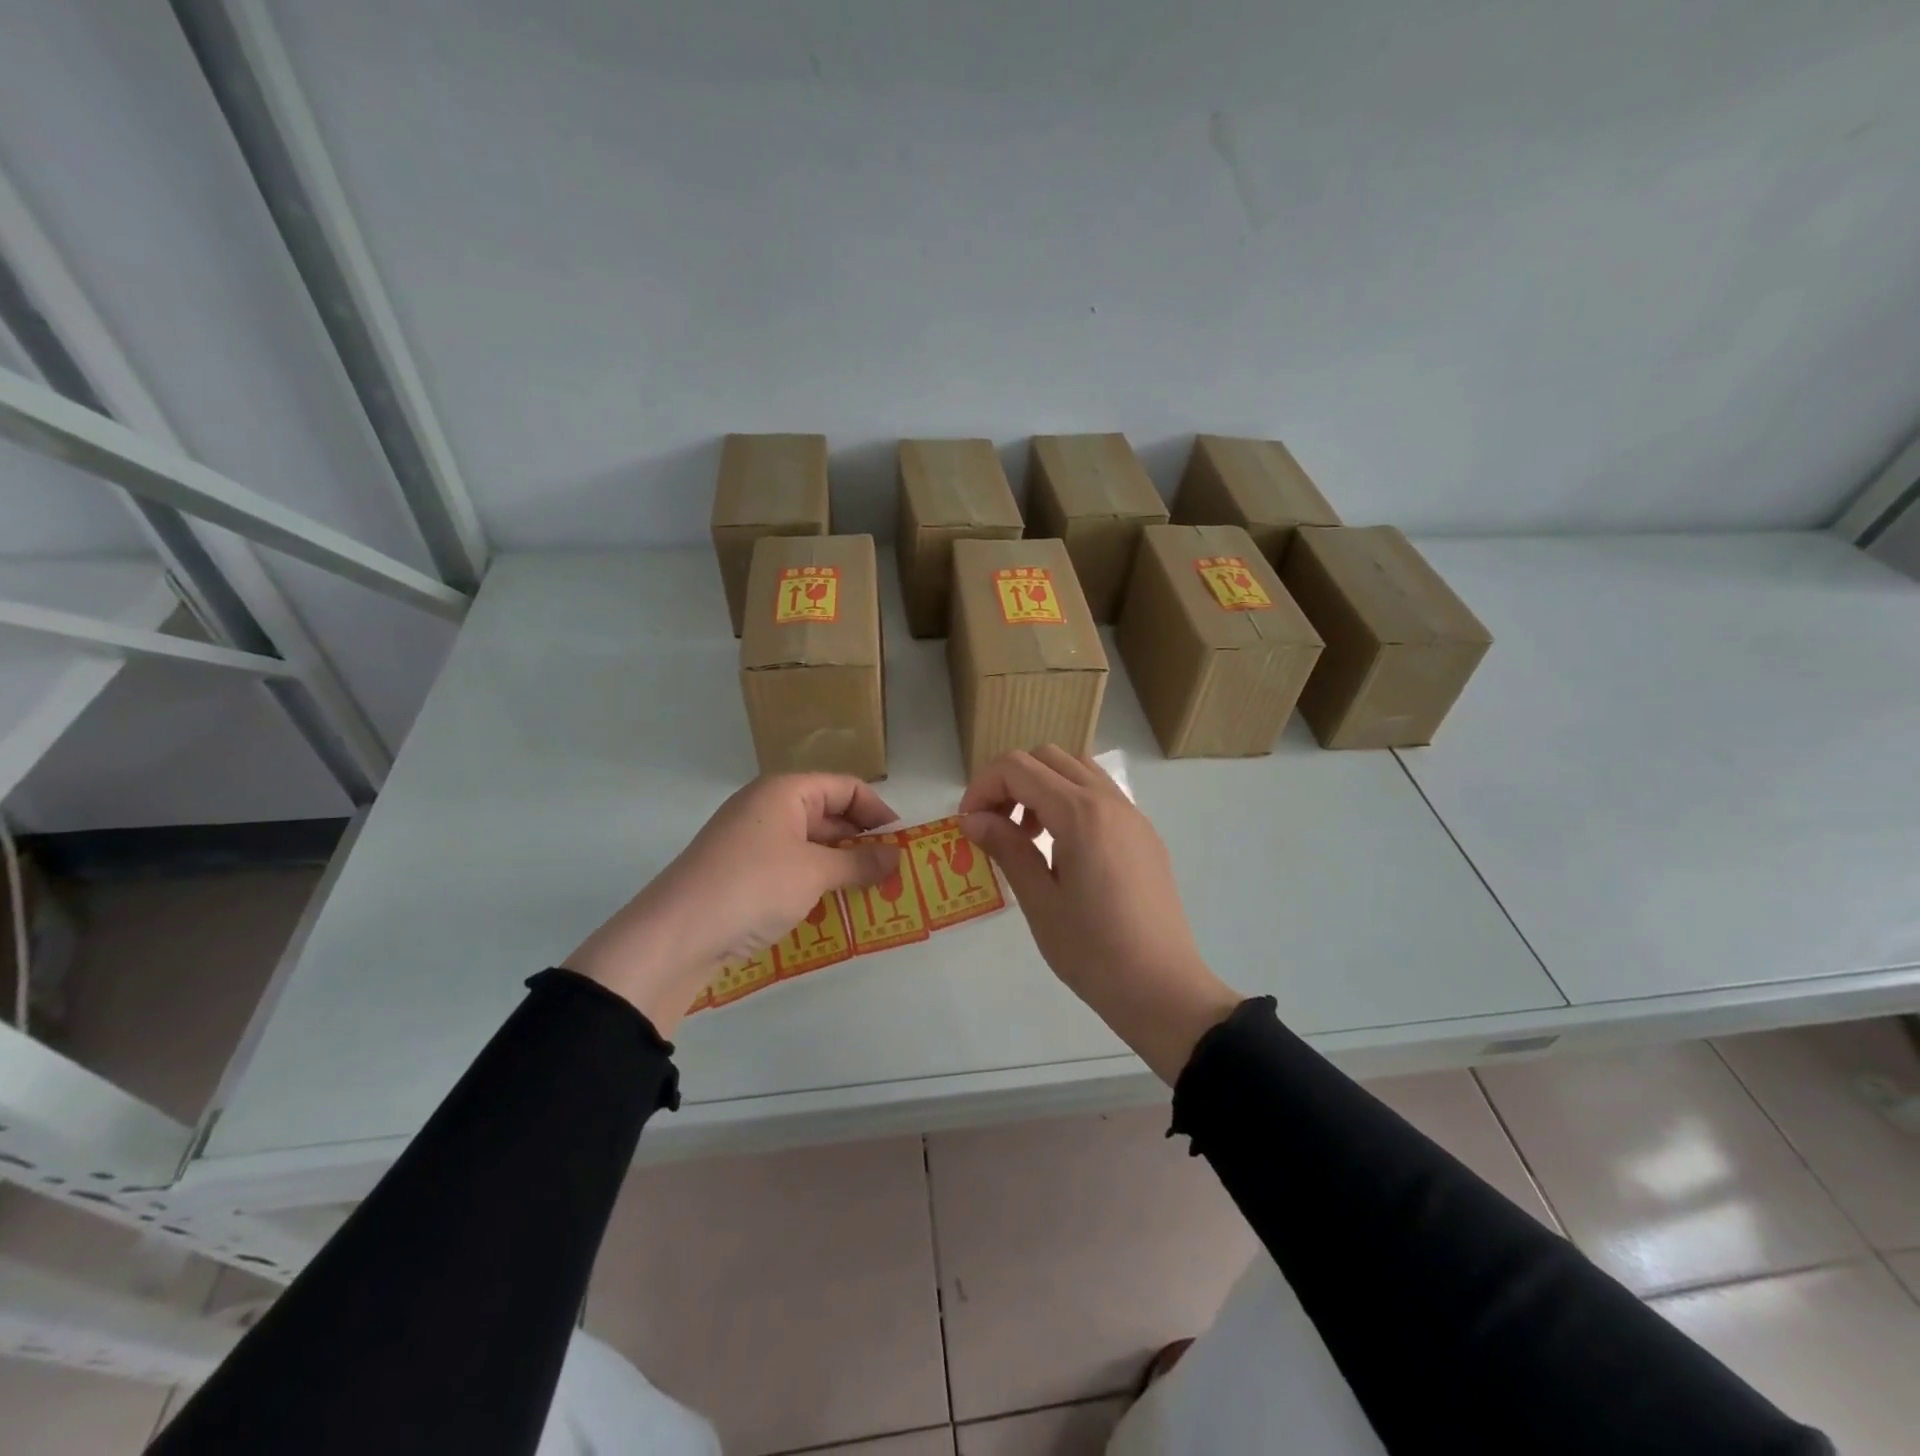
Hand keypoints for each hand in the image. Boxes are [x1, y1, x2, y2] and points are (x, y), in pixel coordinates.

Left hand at [565, 775, 897, 1036]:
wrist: (675, 934)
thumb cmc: (753, 886)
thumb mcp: (814, 872)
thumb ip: (860, 863)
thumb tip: (896, 857)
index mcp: (785, 792)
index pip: (845, 788)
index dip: (878, 811)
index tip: (902, 843)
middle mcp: (767, 808)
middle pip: (828, 814)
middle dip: (862, 842)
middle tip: (893, 873)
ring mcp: (751, 841)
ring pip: (810, 845)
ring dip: (841, 866)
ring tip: (872, 893)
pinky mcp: (741, 873)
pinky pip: (791, 868)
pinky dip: (816, 882)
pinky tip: (834, 907)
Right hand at [959, 748, 1241, 1083]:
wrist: (1163, 989)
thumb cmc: (1094, 952)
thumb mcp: (1040, 902)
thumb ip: (1007, 848)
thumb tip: (974, 818)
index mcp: (1081, 814)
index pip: (1018, 768)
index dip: (982, 787)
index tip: (968, 824)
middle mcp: (1109, 801)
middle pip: (1047, 757)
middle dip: (1010, 781)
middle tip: (994, 825)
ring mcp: (1133, 815)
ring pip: (1077, 770)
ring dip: (1042, 786)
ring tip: (1028, 835)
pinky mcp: (1144, 834)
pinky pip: (1100, 794)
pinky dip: (1070, 800)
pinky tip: (1062, 849)